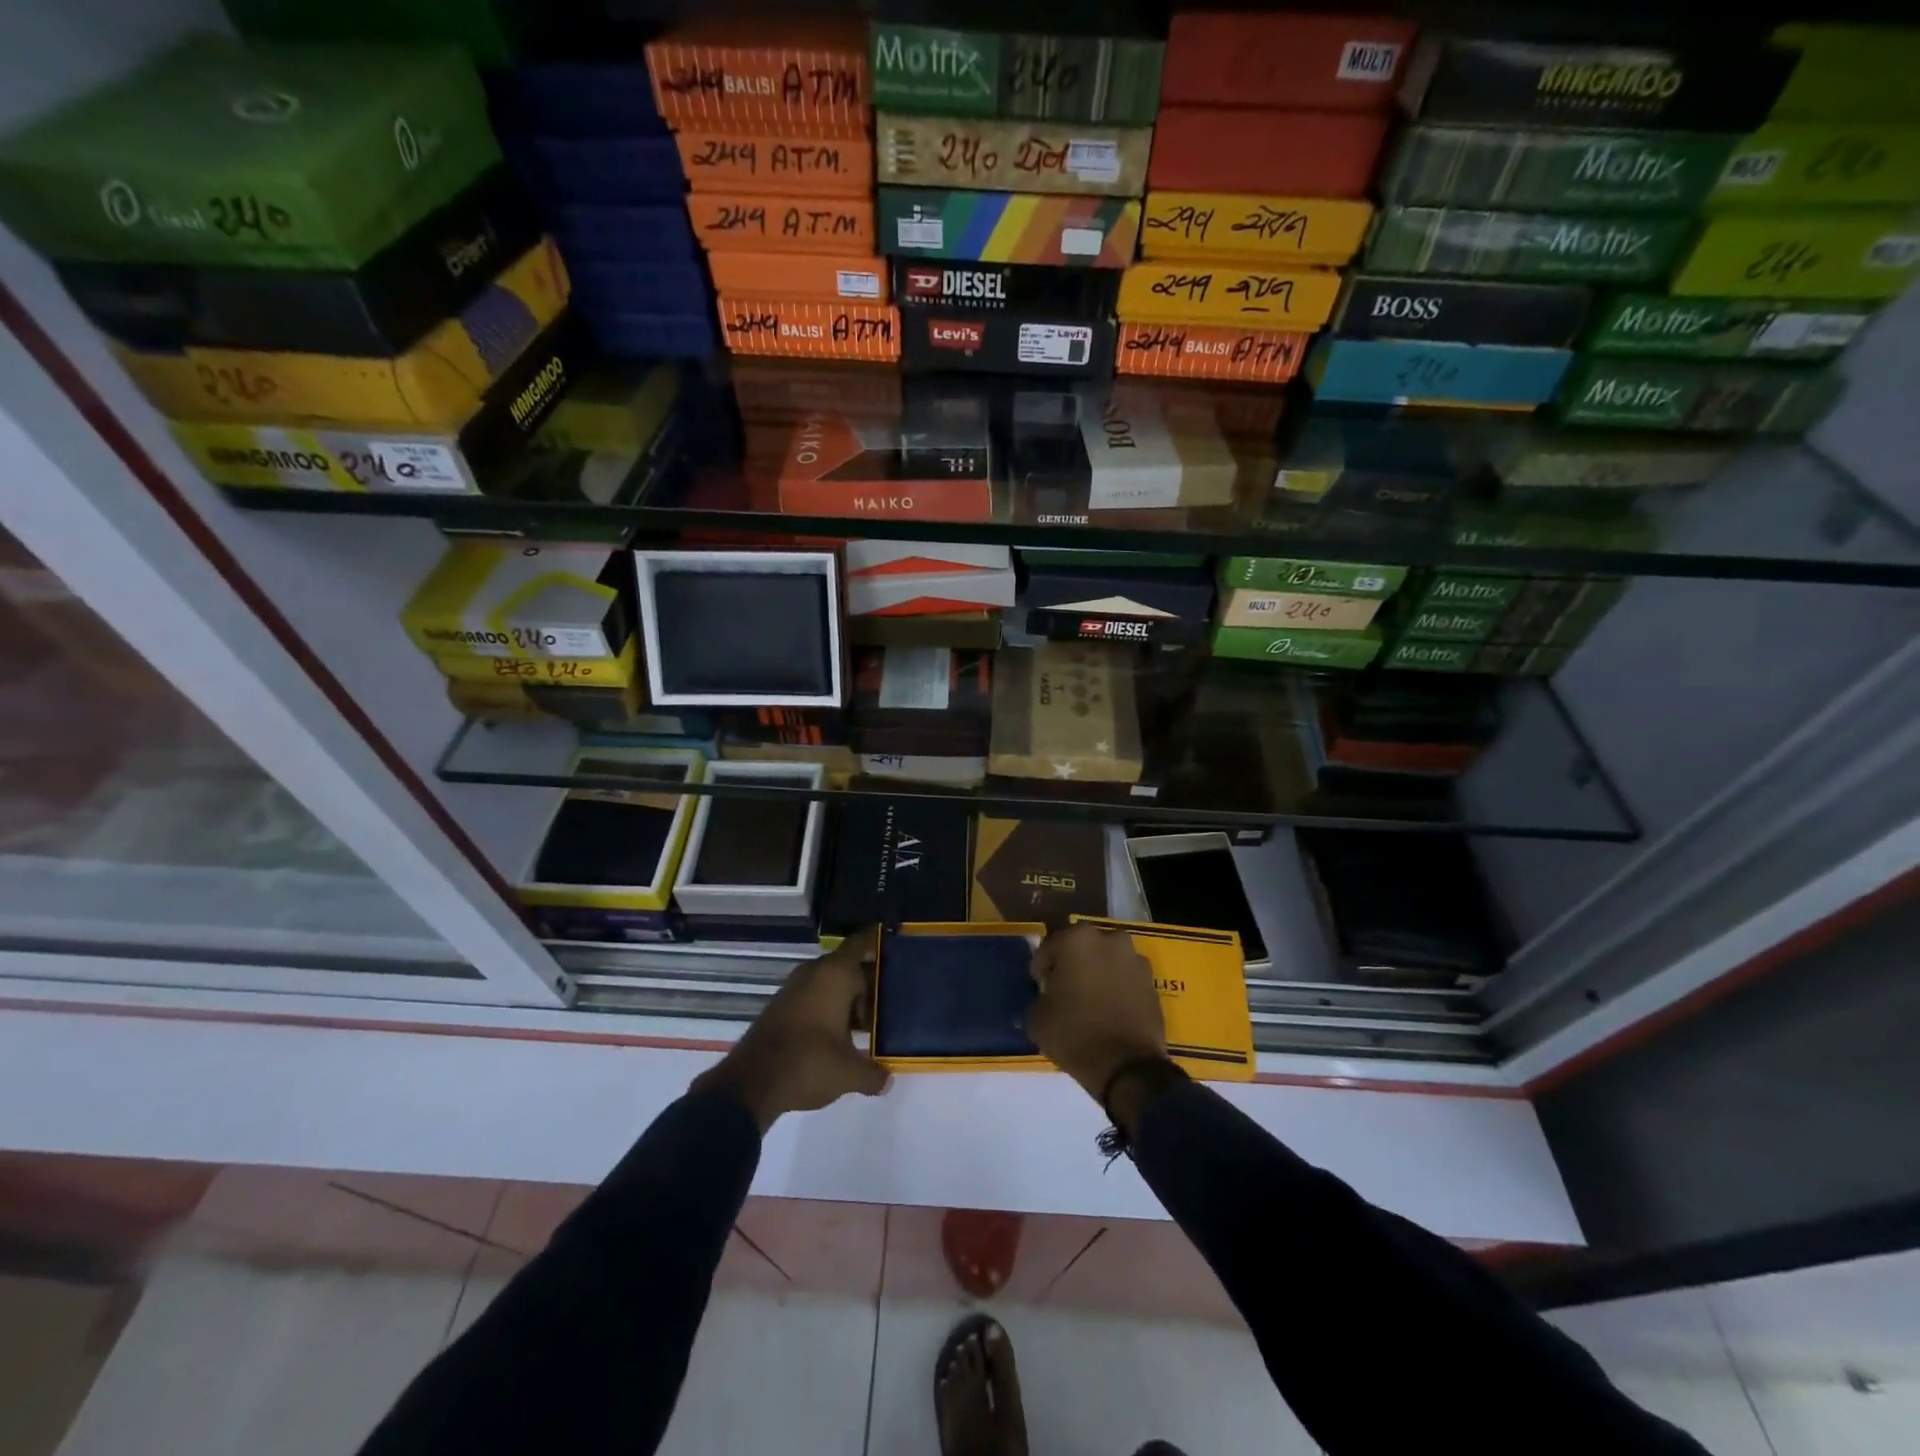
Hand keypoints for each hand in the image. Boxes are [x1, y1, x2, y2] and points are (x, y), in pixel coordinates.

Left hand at [690, 929, 889, 1130]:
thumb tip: (887, 1080)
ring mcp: (794, 988)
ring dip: (846, 998)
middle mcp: (814, 972)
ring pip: (829, 983)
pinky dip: (827, 1007)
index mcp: (835, 974)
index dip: (876, 941)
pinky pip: (813, 996)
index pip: (860, 944)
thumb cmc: (808, 1064)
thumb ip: (873, 1074)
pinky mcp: (780, 1006)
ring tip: (866, 1023)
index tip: (893, 946)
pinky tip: (837, 1035)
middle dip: (867, 982)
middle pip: (847, 966)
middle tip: (889, 1002)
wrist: (751, 1083)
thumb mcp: (848, 1073)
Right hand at [1025, 922, 1168, 1101]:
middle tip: (1064, 990)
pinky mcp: (1152, 982)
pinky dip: (1117, 987)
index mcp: (1076, 939)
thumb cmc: (1075, 1034)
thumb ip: (1038, 998)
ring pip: (1107, 960)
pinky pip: (1126, 978)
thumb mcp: (1036, 1019)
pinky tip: (1110, 1010)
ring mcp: (1135, 959)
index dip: (1041, 969)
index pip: (1048, 947)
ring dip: (1097, 973)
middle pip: (1081, 947)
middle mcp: (1109, 939)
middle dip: (1071, 964)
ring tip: (1090, 1001)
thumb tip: (1045, 997)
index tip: (1041, 988)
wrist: (1127, 1066)